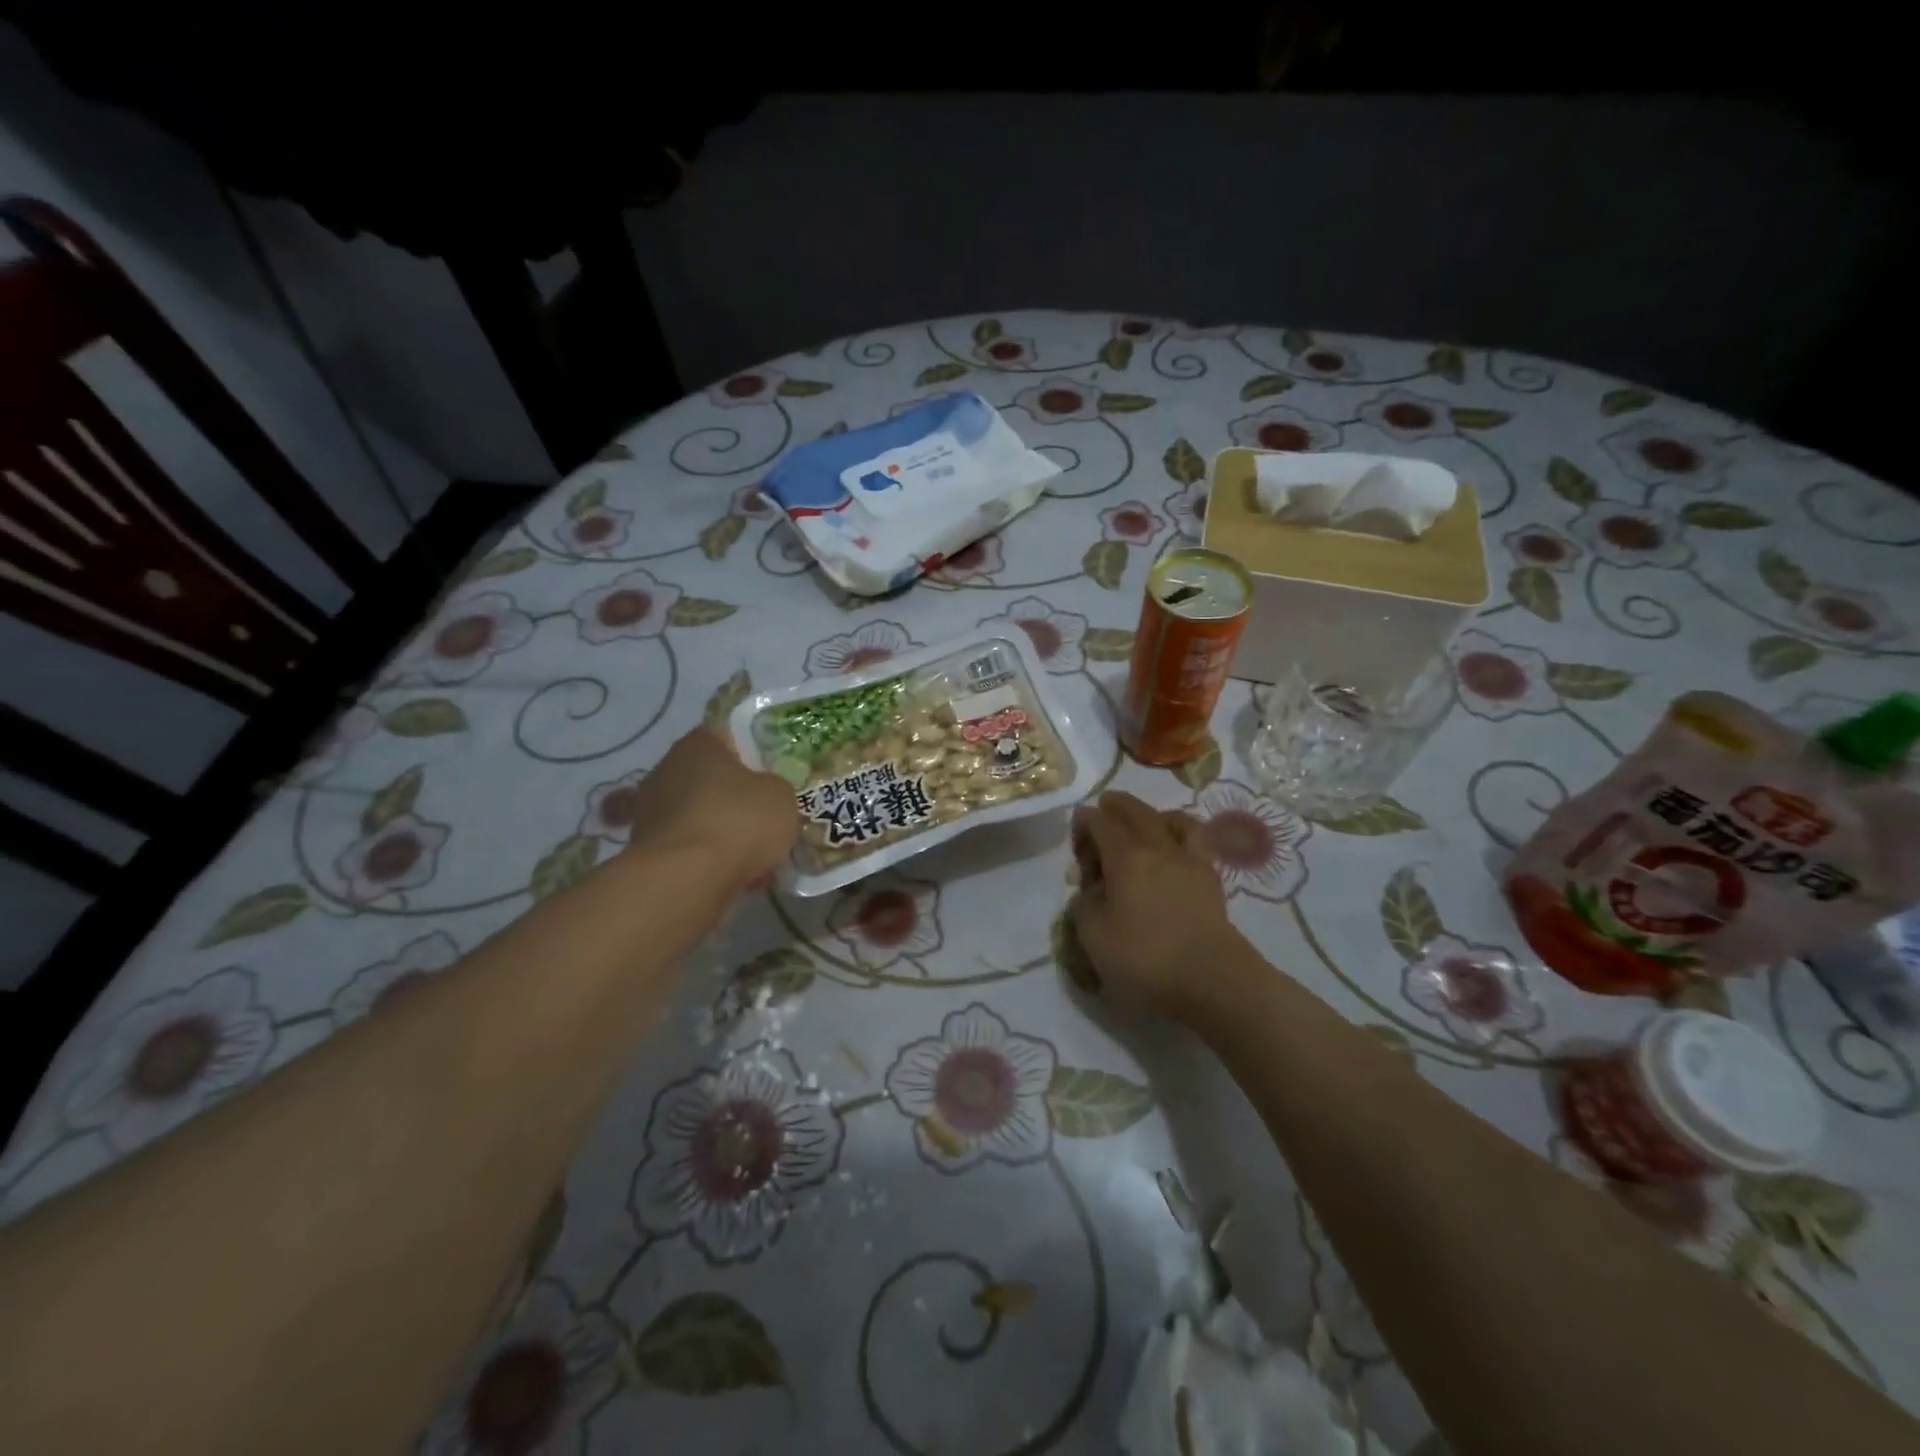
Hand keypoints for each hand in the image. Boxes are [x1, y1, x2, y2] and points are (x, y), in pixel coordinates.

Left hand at [624, 728, 797, 887]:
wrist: (687, 880)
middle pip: (708, 777)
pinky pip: (687, 846)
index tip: (771, 774)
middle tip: (763, 813)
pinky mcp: (645, 849)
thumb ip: (775, 787)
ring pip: (697, 814)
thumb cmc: (738, 821)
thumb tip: (765, 794)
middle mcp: (666, 769)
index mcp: (697, 744)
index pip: (726, 737)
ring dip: (719, 828)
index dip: (752, 754)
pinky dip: (705, 856)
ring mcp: (650, 810)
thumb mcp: (781, 795)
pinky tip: (731, 872)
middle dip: (733, 795)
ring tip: (751, 851)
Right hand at [1068, 790, 1245, 1021]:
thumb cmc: (1145, 958)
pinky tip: (1176, 847)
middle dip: (1118, 806)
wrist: (1212, 980)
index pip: (1102, 824)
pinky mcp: (1212, 880)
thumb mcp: (1094, 937)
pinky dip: (1182, 832)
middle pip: (1137, 813)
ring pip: (1172, 820)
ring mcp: (1190, 861)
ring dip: (1154, 814)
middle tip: (1106, 805)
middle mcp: (1158, 848)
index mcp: (1125, 857)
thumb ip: (1084, 906)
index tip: (1077, 825)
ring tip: (1146, 820)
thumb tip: (1090, 892)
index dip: (1086, 820)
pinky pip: (1197, 841)